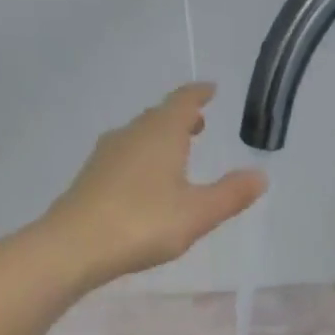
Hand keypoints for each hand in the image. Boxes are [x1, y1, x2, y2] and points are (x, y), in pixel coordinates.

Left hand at [40, 84, 267, 286]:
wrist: (74, 246)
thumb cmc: (143, 223)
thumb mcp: (198, 213)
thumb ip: (230, 194)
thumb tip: (260, 175)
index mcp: (161, 134)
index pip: (183, 101)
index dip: (199, 94)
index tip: (210, 89)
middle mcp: (132, 135)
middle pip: (158, 116)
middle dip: (180, 117)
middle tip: (198, 123)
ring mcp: (106, 155)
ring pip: (139, 136)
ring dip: (159, 137)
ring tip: (176, 150)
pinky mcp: (91, 177)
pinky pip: (124, 156)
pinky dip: (142, 157)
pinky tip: (145, 180)